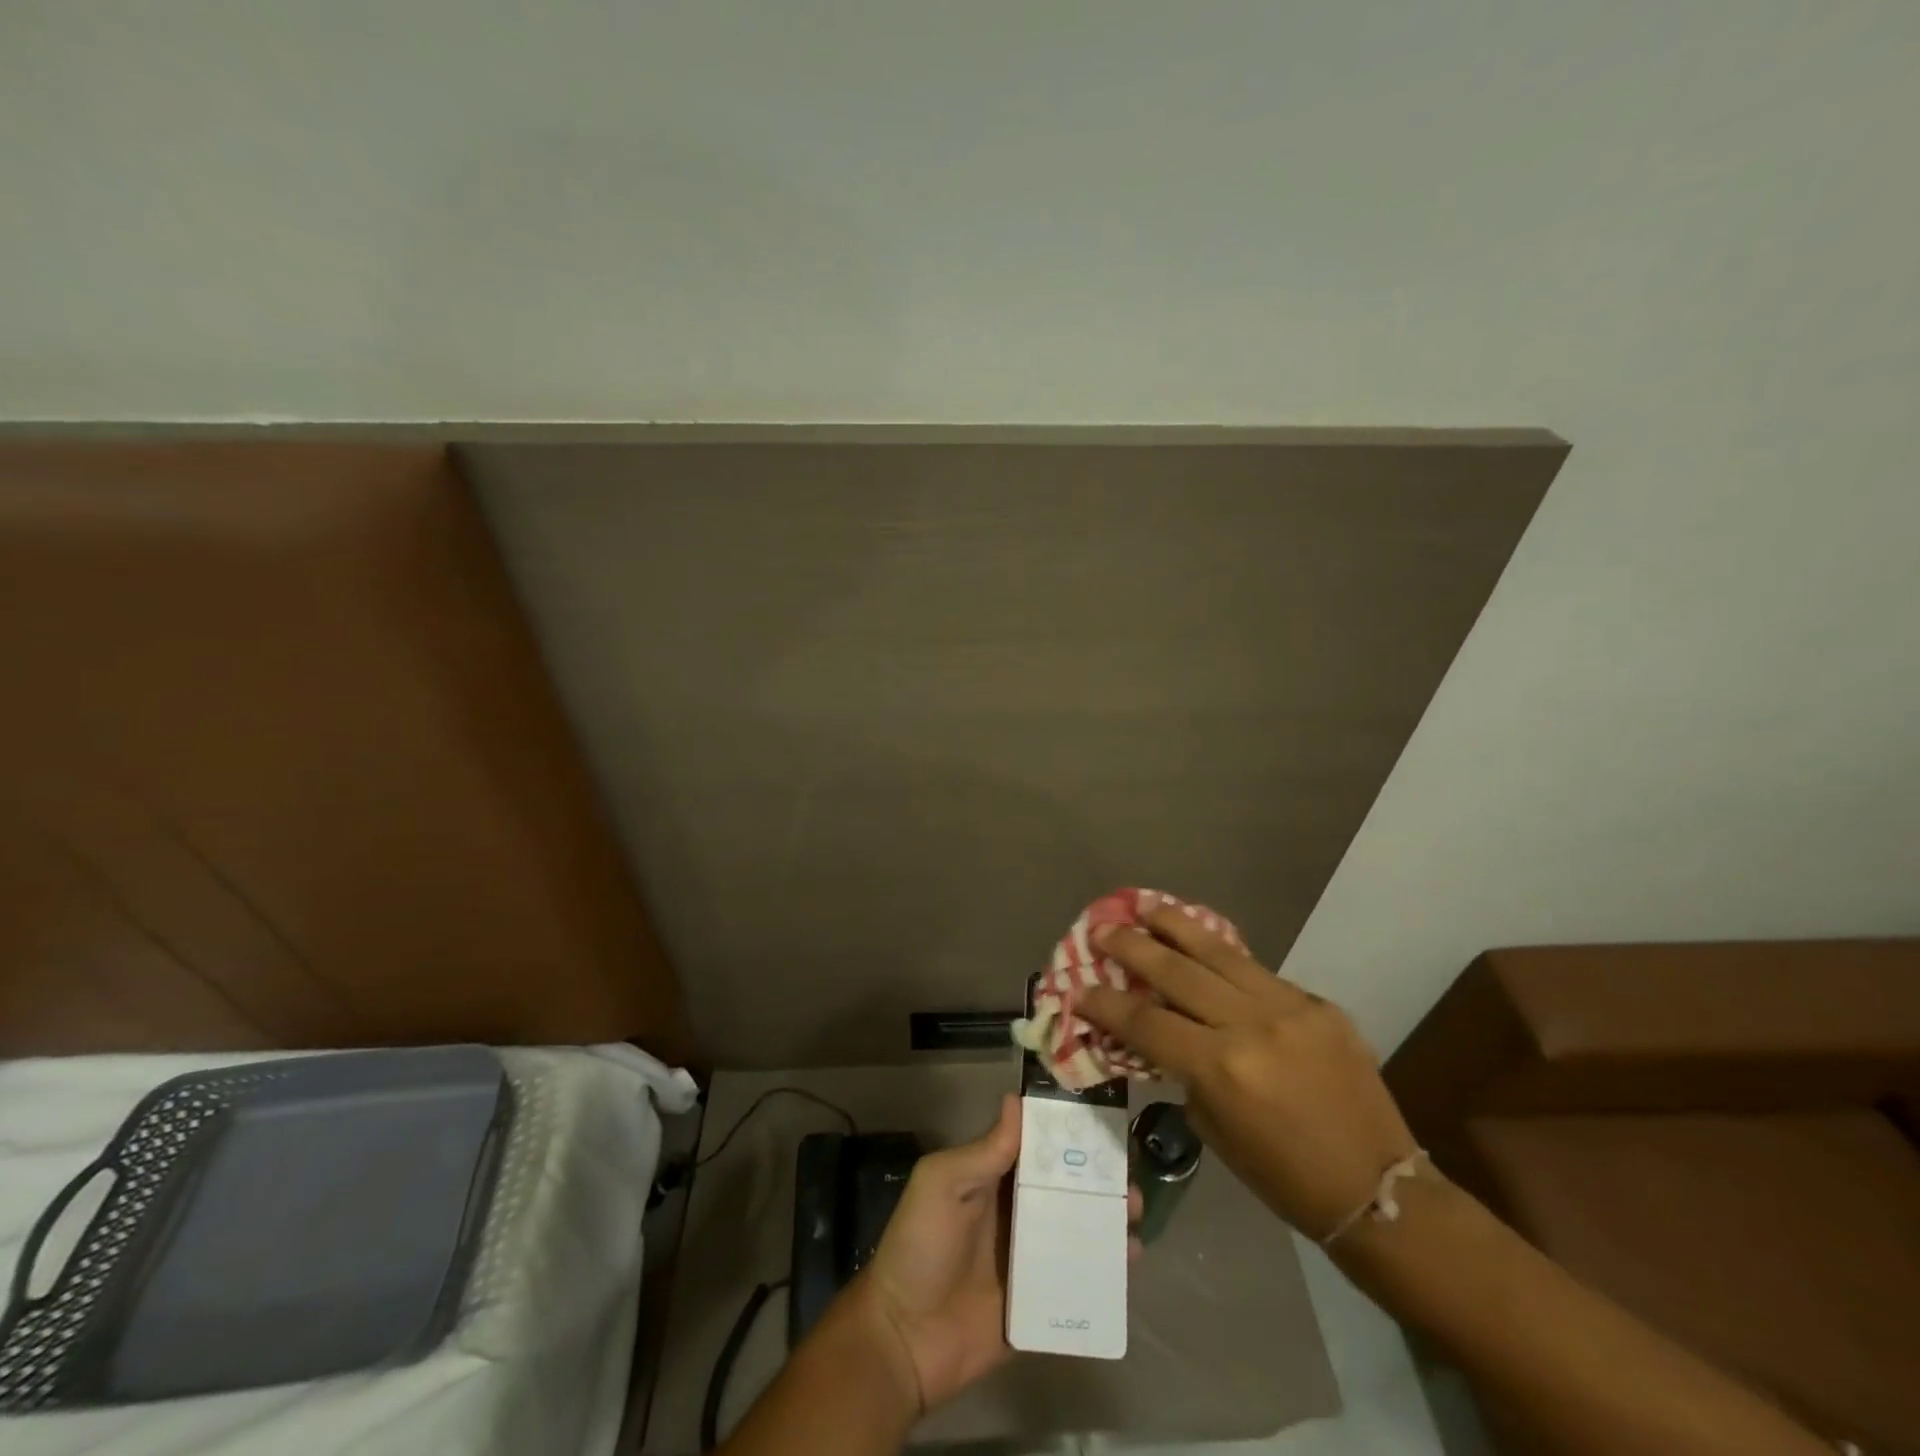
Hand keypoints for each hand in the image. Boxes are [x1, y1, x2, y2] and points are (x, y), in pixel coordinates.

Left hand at [847, 1094, 1143, 1413]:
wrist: (903, 1338)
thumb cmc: (921, 1246)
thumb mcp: (943, 1184)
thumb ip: (985, 1150)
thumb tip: (1017, 1098)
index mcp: (994, 1178)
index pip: (1038, 1148)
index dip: (1069, 1135)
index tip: (1105, 1124)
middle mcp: (1017, 1212)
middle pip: (1067, 1189)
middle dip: (1100, 1180)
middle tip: (1130, 1177)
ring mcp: (1031, 1259)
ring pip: (1079, 1231)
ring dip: (1109, 1220)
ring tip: (1135, 1214)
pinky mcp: (1041, 1302)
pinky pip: (1079, 1281)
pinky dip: (1107, 1270)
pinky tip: (1131, 1262)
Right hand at [1079, 905, 1417, 1241]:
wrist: (1381, 1189)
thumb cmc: (1285, 1178)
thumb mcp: (1216, 1130)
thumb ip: (1185, 1072)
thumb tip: (1161, 1035)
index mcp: (1221, 1067)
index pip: (1146, 1021)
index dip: (1105, 1003)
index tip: (1079, 988)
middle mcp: (1251, 1024)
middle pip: (1175, 971)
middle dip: (1131, 947)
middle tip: (1102, 929)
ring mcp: (1288, 1006)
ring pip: (1218, 951)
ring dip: (1175, 925)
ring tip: (1146, 906)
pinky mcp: (1317, 1003)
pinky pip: (1257, 971)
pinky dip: (1222, 956)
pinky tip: (1203, 943)